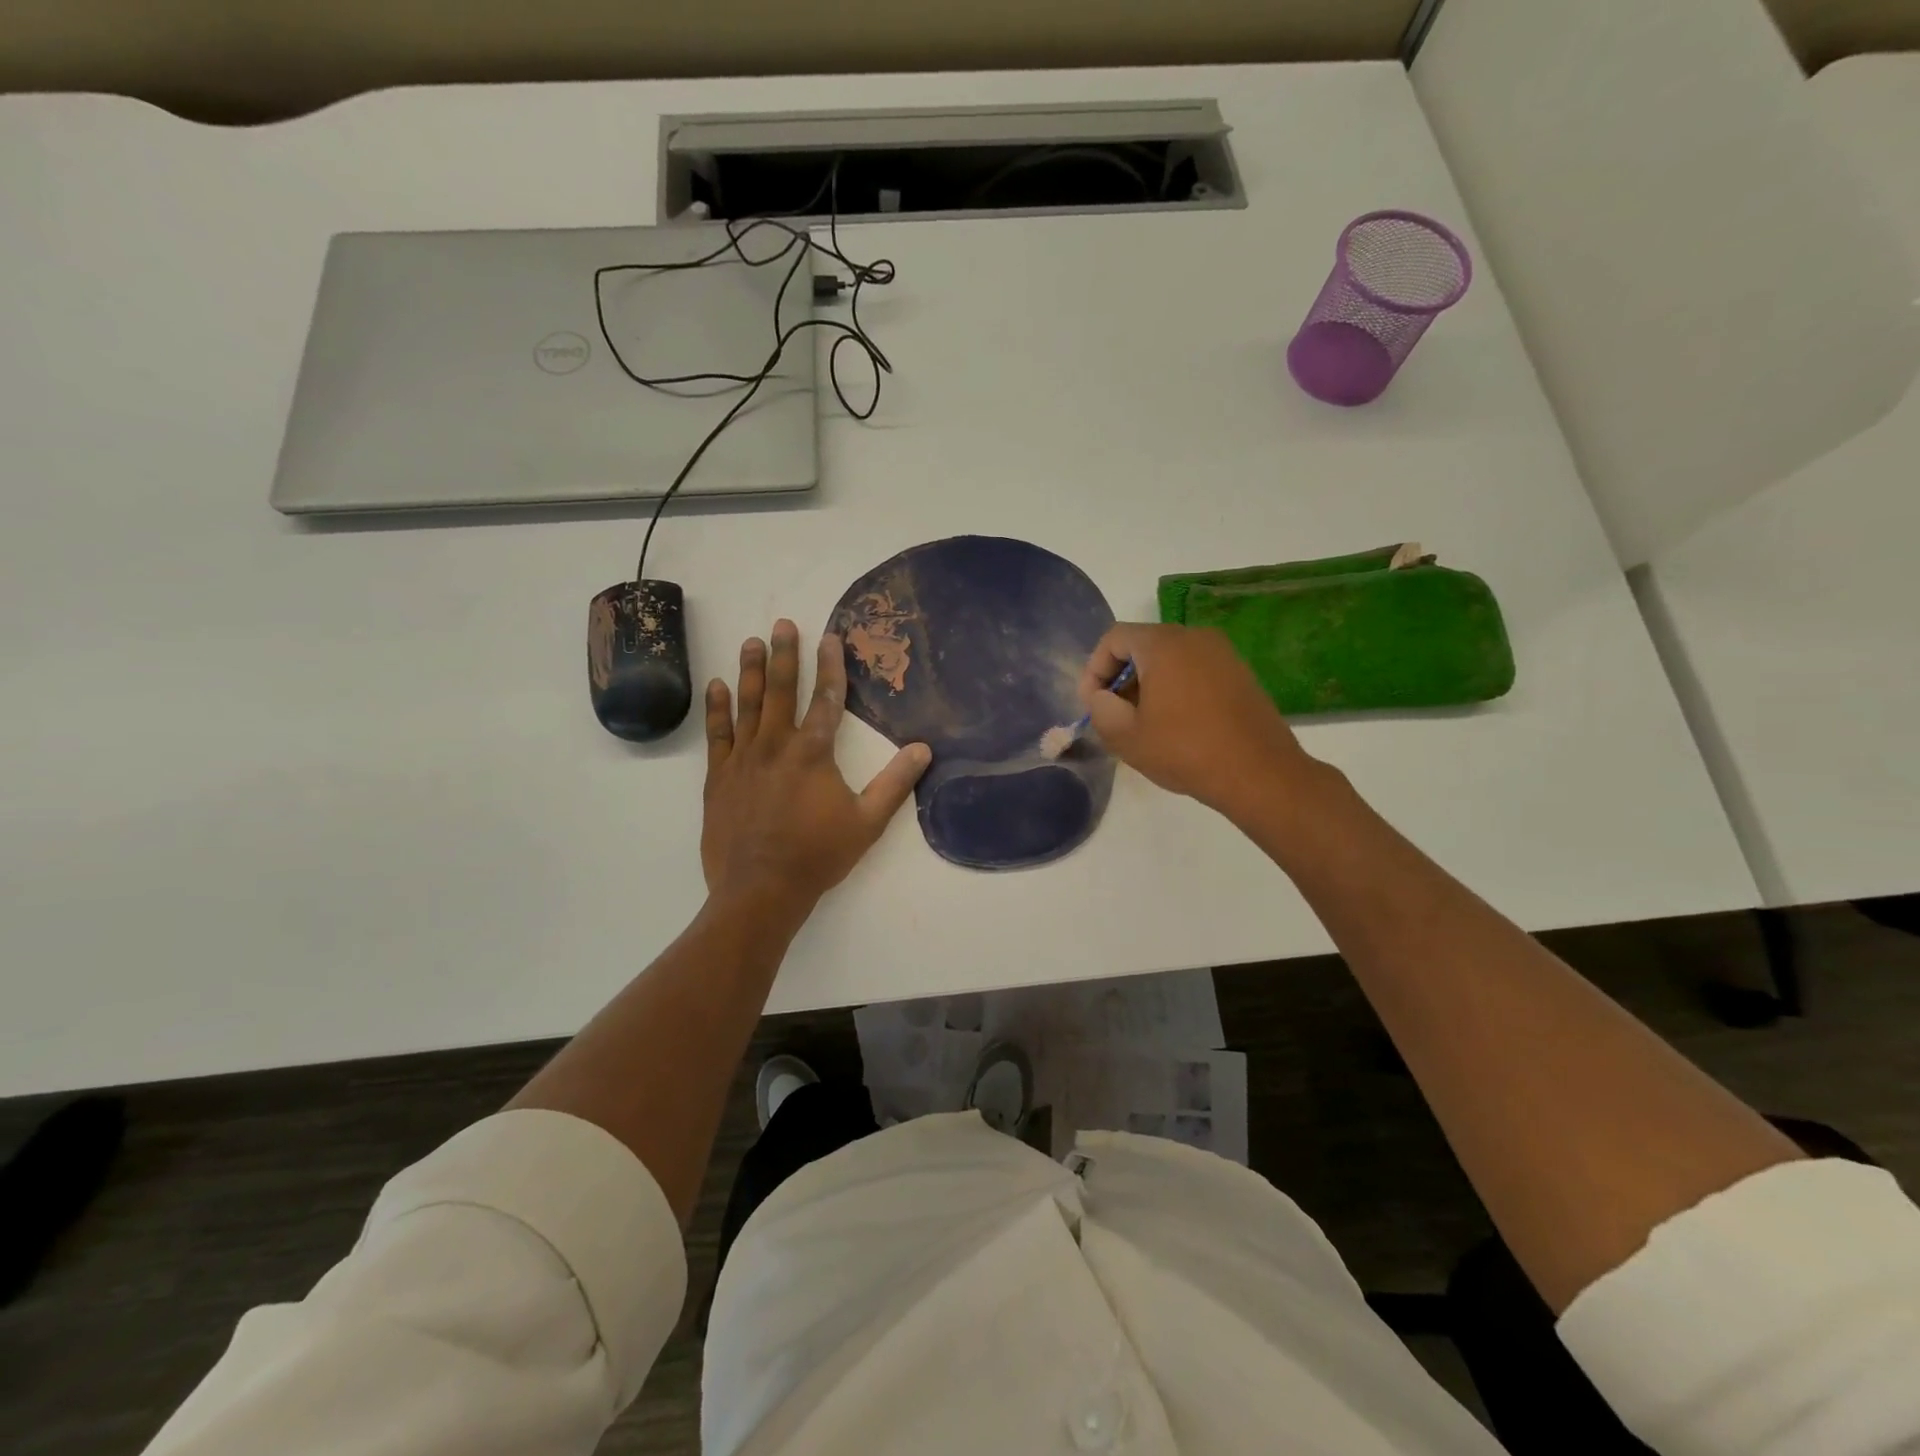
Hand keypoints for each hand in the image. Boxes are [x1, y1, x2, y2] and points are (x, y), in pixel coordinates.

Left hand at [702, 620, 930, 912]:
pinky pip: (718, 734)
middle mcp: (776, 745)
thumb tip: (923, 749)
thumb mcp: (868, 822)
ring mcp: (743, 759)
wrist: (760, 890)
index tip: (830, 637)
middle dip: (786, 655)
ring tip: (753, 642)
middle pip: (782, 690)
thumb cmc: (818, 855)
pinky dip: (717, 708)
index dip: (831, 666)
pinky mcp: (719, 777)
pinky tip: (717, 685)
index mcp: (813, 753)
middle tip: (784, 624)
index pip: (827, 699)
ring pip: (748, 704)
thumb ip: (896, 783)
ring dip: (751, 670)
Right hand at [1078, 623, 1318, 815]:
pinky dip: (1176, 687)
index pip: (1114, 638)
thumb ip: (1100, 709)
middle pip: (1143, 644)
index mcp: (1164, 644)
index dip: (1094, 669)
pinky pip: (1195, 669)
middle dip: (1121, 676)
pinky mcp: (1240, 673)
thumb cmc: (1185, 751)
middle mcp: (1195, 636)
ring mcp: (1223, 653)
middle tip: (1113, 714)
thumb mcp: (1126, 736)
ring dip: (1148, 683)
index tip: (1092, 704)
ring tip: (1143, 722)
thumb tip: (1102, 697)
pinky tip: (1176, 724)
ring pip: (1170, 657)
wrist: (1259, 773)